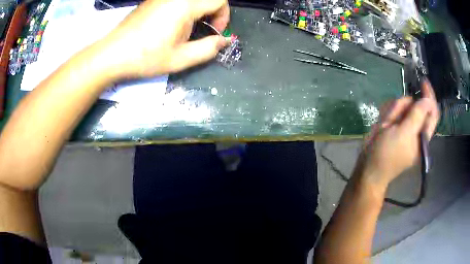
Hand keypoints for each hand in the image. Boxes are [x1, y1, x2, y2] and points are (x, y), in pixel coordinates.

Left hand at [97, 0, 230, 78]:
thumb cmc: (146, 57)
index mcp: (185, 5)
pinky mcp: (153, 0)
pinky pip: (178, 0)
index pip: (219, 0)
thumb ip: (208, 49)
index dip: (224, 16)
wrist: (113, 54)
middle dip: (214, 11)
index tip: (215, 32)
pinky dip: (185, 8)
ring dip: (199, 10)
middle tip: (206, 29)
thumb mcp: (180, 58)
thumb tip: (224, 41)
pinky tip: (174, 24)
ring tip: (189, 29)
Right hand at [356, 79, 439, 188]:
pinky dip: (389, 113)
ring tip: (385, 124)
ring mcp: (405, 128)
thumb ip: (417, 116)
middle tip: (392, 118)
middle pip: (415, 106)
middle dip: (404, 106)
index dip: (430, 96)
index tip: (423, 81)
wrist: (369, 167)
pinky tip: (383, 124)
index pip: (432, 112)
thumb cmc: (387, 154)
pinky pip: (395, 111)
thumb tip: (427, 100)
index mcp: (422, 135)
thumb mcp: (403, 134)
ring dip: (394, 111)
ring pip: (404, 107)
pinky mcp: (395, 127)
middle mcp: (416, 129)